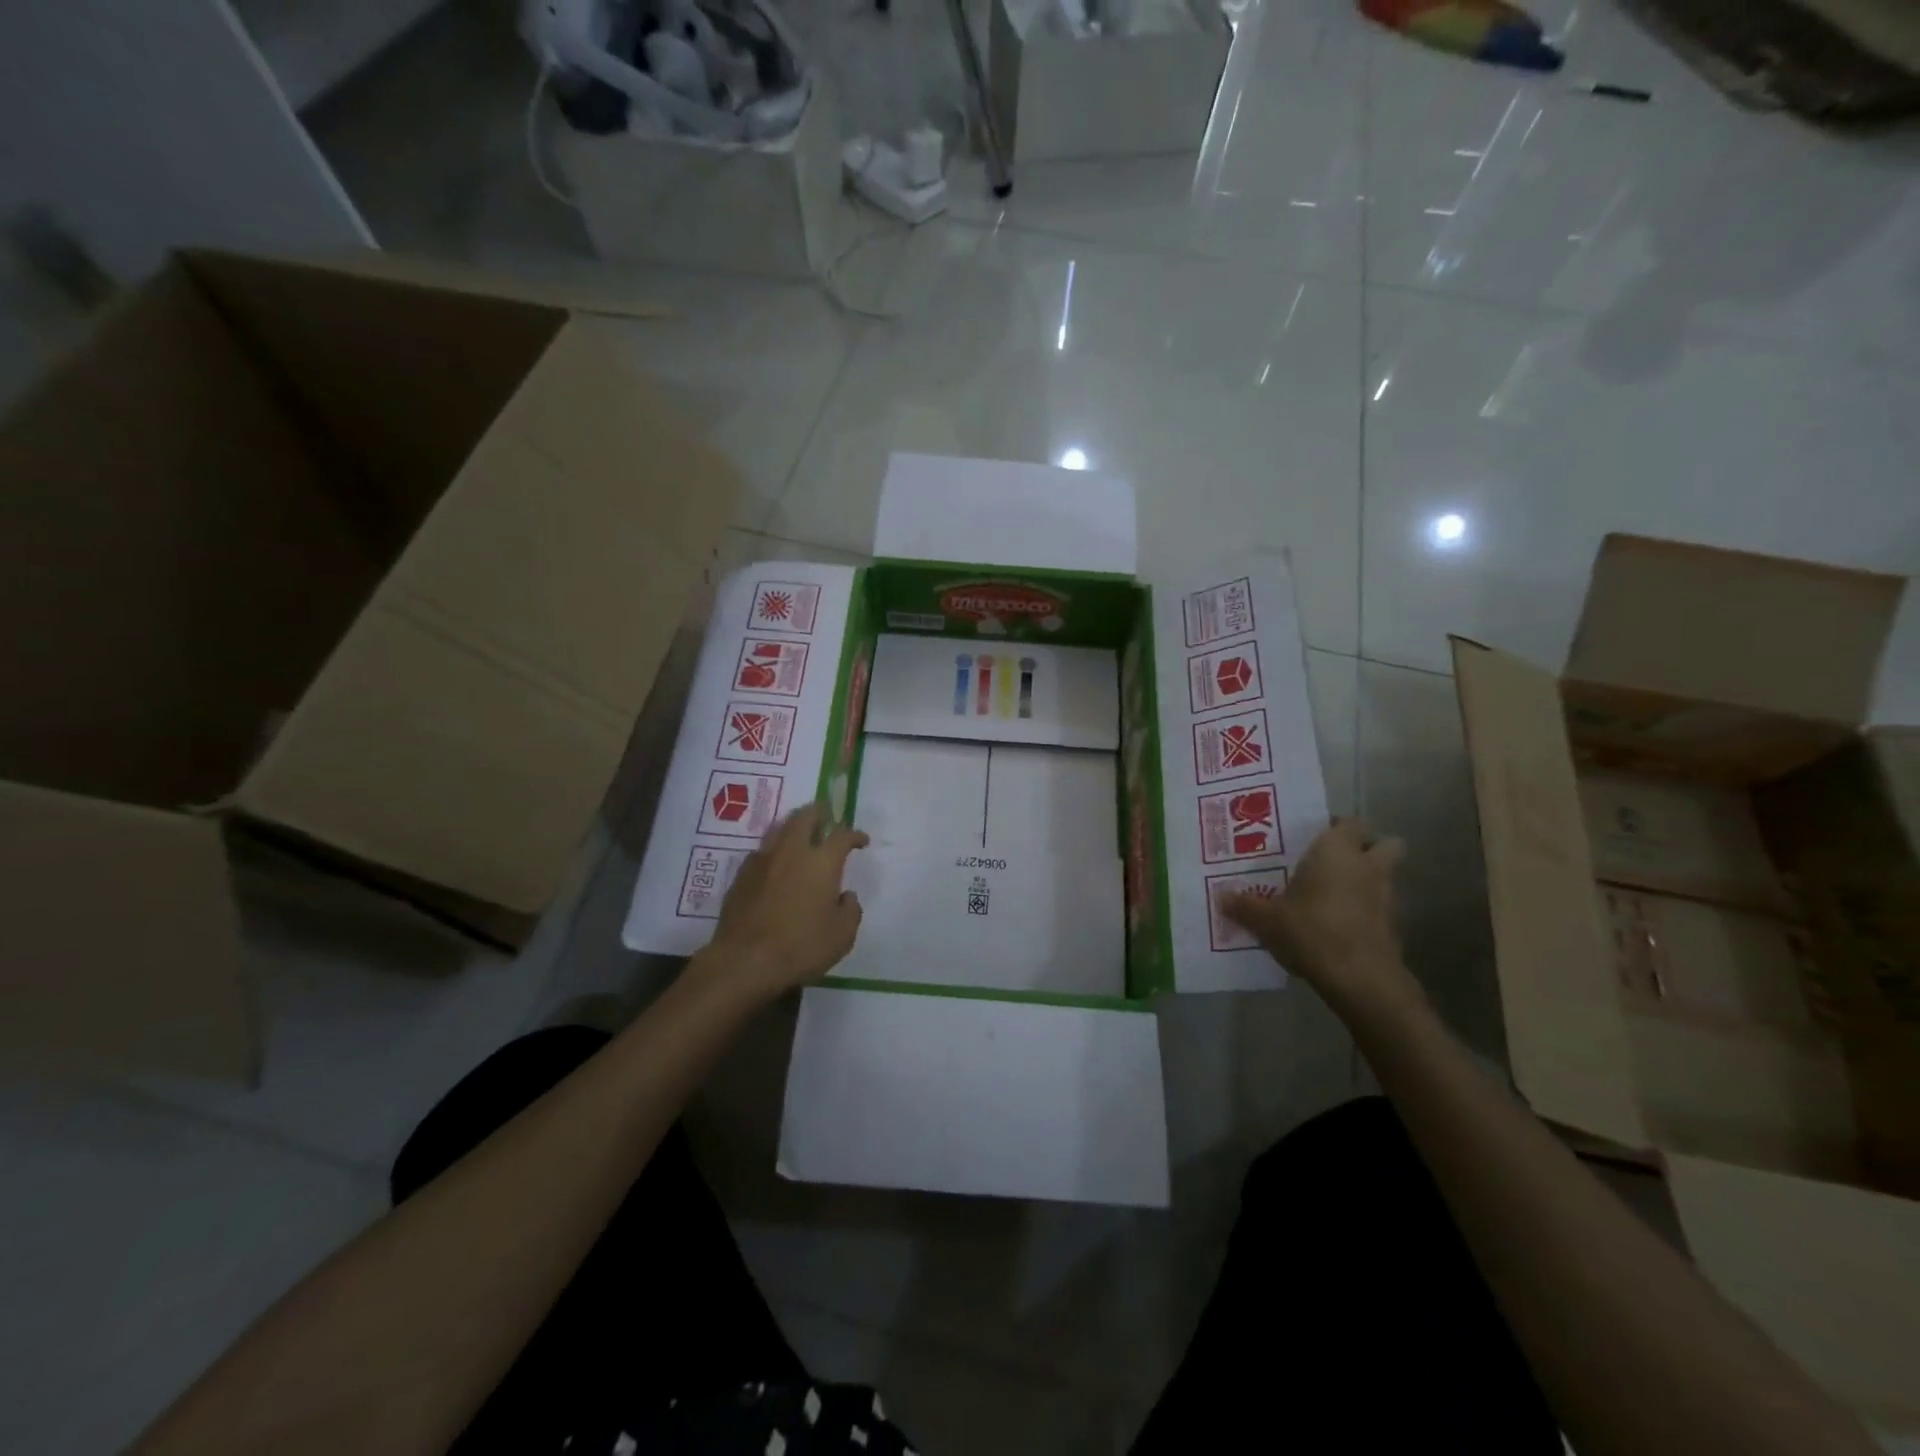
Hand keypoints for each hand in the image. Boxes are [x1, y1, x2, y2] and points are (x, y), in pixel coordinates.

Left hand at [704, 804, 868, 999]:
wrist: (744, 960)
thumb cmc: (800, 947)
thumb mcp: (841, 936)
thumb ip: (850, 911)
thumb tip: (845, 896)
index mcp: (822, 862)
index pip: (842, 835)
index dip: (854, 834)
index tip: (861, 841)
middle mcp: (792, 851)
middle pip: (805, 817)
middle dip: (818, 812)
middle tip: (825, 816)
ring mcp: (763, 860)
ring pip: (779, 828)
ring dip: (793, 826)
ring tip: (800, 834)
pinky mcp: (741, 875)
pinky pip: (761, 851)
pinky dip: (773, 850)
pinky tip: (775, 864)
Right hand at [1223, 818, 1417, 1009]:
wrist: (1360, 979)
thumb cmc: (1311, 930)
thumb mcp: (1266, 920)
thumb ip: (1244, 906)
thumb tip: (1220, 897)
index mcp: (1336, 851)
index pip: (1350, 823)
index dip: (1336, 827)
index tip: (1314, 838)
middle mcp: (1366, 866)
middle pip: (1384, 844)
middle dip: (1366, 848)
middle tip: (1334, 861)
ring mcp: (1386, 896)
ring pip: (1384, 876)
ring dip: (1365, 881)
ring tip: (1332, 895)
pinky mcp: (1393, 927)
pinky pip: (1380, 908)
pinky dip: (1366, 911)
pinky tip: (1339, 925)